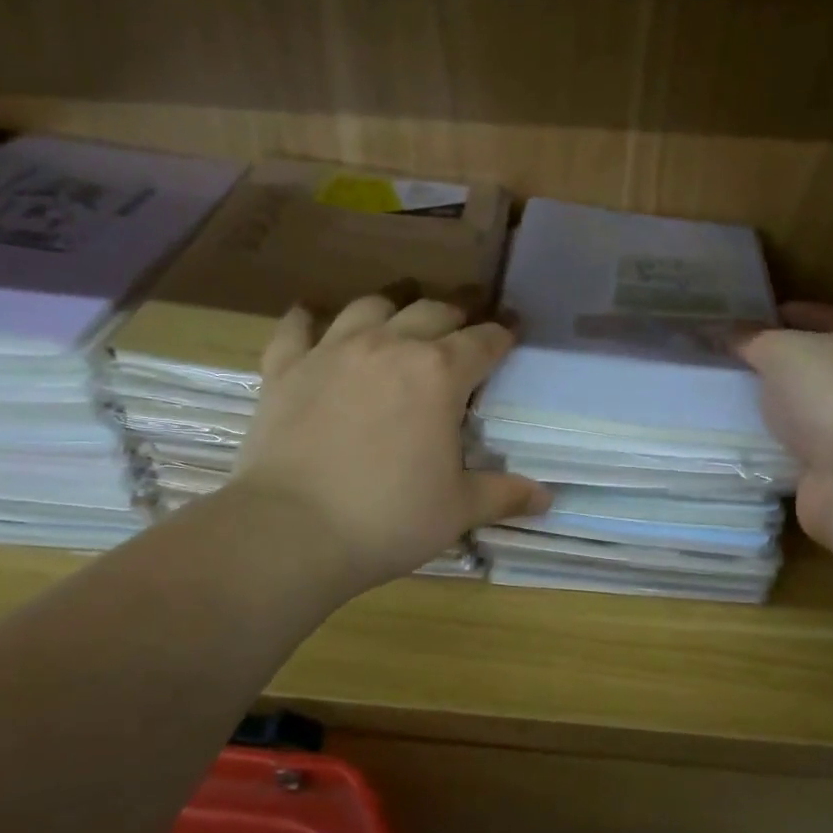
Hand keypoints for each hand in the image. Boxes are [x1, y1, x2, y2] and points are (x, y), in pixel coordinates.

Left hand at [230, 291, 549, 593]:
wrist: (292, 531)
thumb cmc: (389, 519)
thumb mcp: (458, 509)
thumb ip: (503, 495)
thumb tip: (546, 498)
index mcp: (439, 374)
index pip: (483, 341)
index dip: (503, 333)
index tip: (512, 329)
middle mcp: (390, 346)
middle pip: (433, 311)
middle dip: (457, 311)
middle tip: (467, 317)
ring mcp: (333, 351)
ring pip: (371, 305)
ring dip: (394, 302)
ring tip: (403, 304)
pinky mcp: (286, 367)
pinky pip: (297, 326)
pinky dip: (309, 317)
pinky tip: (313, 316)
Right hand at [737, 303, 832, 550]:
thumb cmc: (832, 398)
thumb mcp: (782, 352)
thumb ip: (750, 339)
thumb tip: (724, 331)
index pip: (817, 314)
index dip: (775, 314)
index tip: (734, 321)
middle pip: (810, 362)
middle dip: (769, 361)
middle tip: (722, 359)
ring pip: (802, 405)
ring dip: (770, 404)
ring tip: (722, 397)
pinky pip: (797, 443)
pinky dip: (773, 441)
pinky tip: (740, 437)